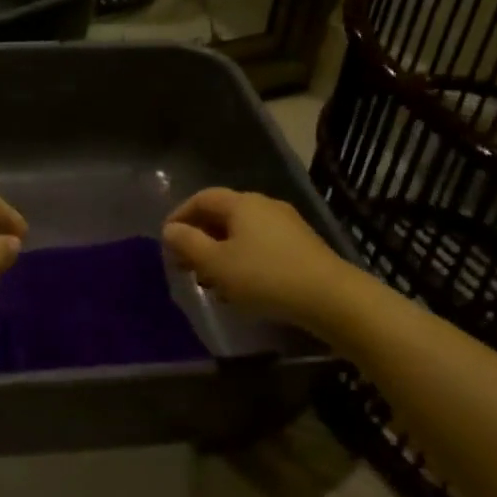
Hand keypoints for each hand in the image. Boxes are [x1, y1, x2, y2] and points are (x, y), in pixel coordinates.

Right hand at [162, 188, 349, 332]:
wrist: (330, 297)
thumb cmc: (264, 277)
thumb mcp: (216, 264)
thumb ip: (188, 244)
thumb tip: (170, 229)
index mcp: (241, 203)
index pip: (201, 198)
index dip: (180, 216)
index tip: (166, 241)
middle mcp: (264, 205)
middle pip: (222, 214)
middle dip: (200, 237)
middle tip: (185, 264)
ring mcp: (287, 224)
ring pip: (242, 232)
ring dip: (221, 252)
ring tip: (211, 281)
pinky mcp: (301, 245)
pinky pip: (261, 245)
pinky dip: (243, 260)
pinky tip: (241, 287)